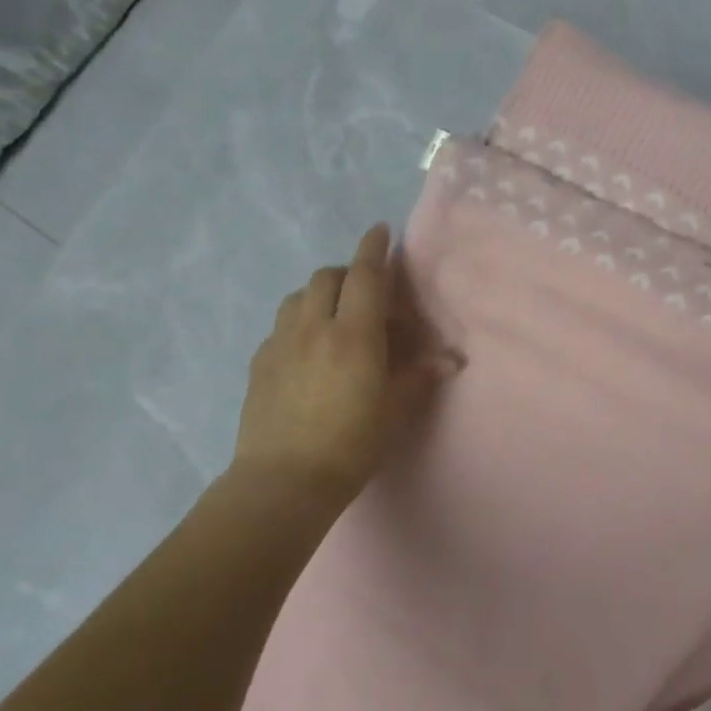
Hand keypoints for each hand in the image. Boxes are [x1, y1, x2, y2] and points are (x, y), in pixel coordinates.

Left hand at [232, 225, 456, 504]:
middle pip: (327, 277)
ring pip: (298, 296)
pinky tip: (306, 350)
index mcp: (354, 335)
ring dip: (320, 294)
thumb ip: (420, 377)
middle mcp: (314, 327)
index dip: (374, 248)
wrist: (284, 481)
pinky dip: (298, 321)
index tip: (380, 230)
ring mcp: (280, 343)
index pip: (366, 276)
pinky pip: (281, 325)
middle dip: (348, 273)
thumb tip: (451, 360)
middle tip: (367, 294)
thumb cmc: (351, 445)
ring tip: (334, 317)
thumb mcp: (394, 411)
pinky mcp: (259, 363)